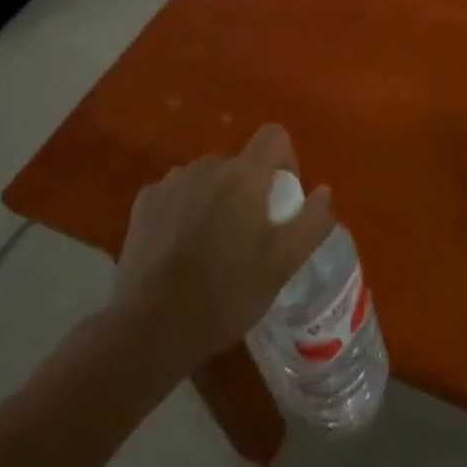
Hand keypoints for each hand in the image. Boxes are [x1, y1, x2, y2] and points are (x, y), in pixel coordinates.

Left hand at [110, 124, 333, 370]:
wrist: (149, 330)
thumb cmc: (226, 294)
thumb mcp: (283, 264)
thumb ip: (312, 222)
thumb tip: (323, 191)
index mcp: (244, 175)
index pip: (274, 136)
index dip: (286, 159)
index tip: (283, 199)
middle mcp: (207, 166)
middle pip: (240, 163)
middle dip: (249, 189)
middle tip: (248, 236)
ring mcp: (171, 182)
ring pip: (207, 178)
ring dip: (216, 199)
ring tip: (212, 246)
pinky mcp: (143, 203)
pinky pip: (176, 194)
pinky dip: (184, 211)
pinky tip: (179, 249)